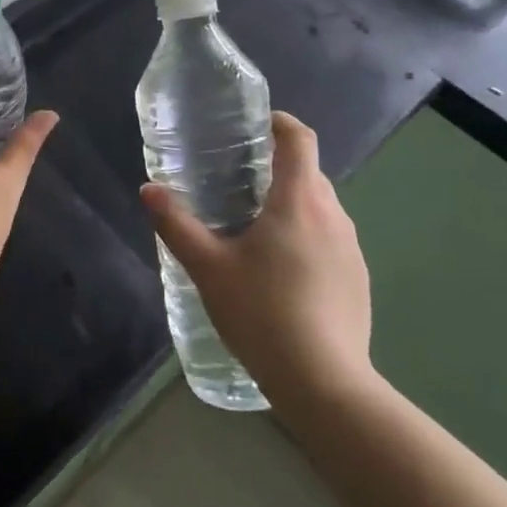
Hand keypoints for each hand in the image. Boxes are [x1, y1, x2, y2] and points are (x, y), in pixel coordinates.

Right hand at [140, 112, 374, 400]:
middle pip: (309, 173)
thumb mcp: (207, 267)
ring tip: (252, 226)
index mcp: (299, 201)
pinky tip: (279, 271)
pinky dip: (305, 236)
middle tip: (236, 179)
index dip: (279, 123)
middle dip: (276, 167)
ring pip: (320, 208)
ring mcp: (352, 250)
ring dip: (291, 204)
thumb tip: (148, 189)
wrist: (325, 383)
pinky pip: (329, 239)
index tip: (255, 124)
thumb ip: (176, 224)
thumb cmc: (262, 313)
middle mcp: (333, 216)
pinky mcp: (358, 279)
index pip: (299, 139)